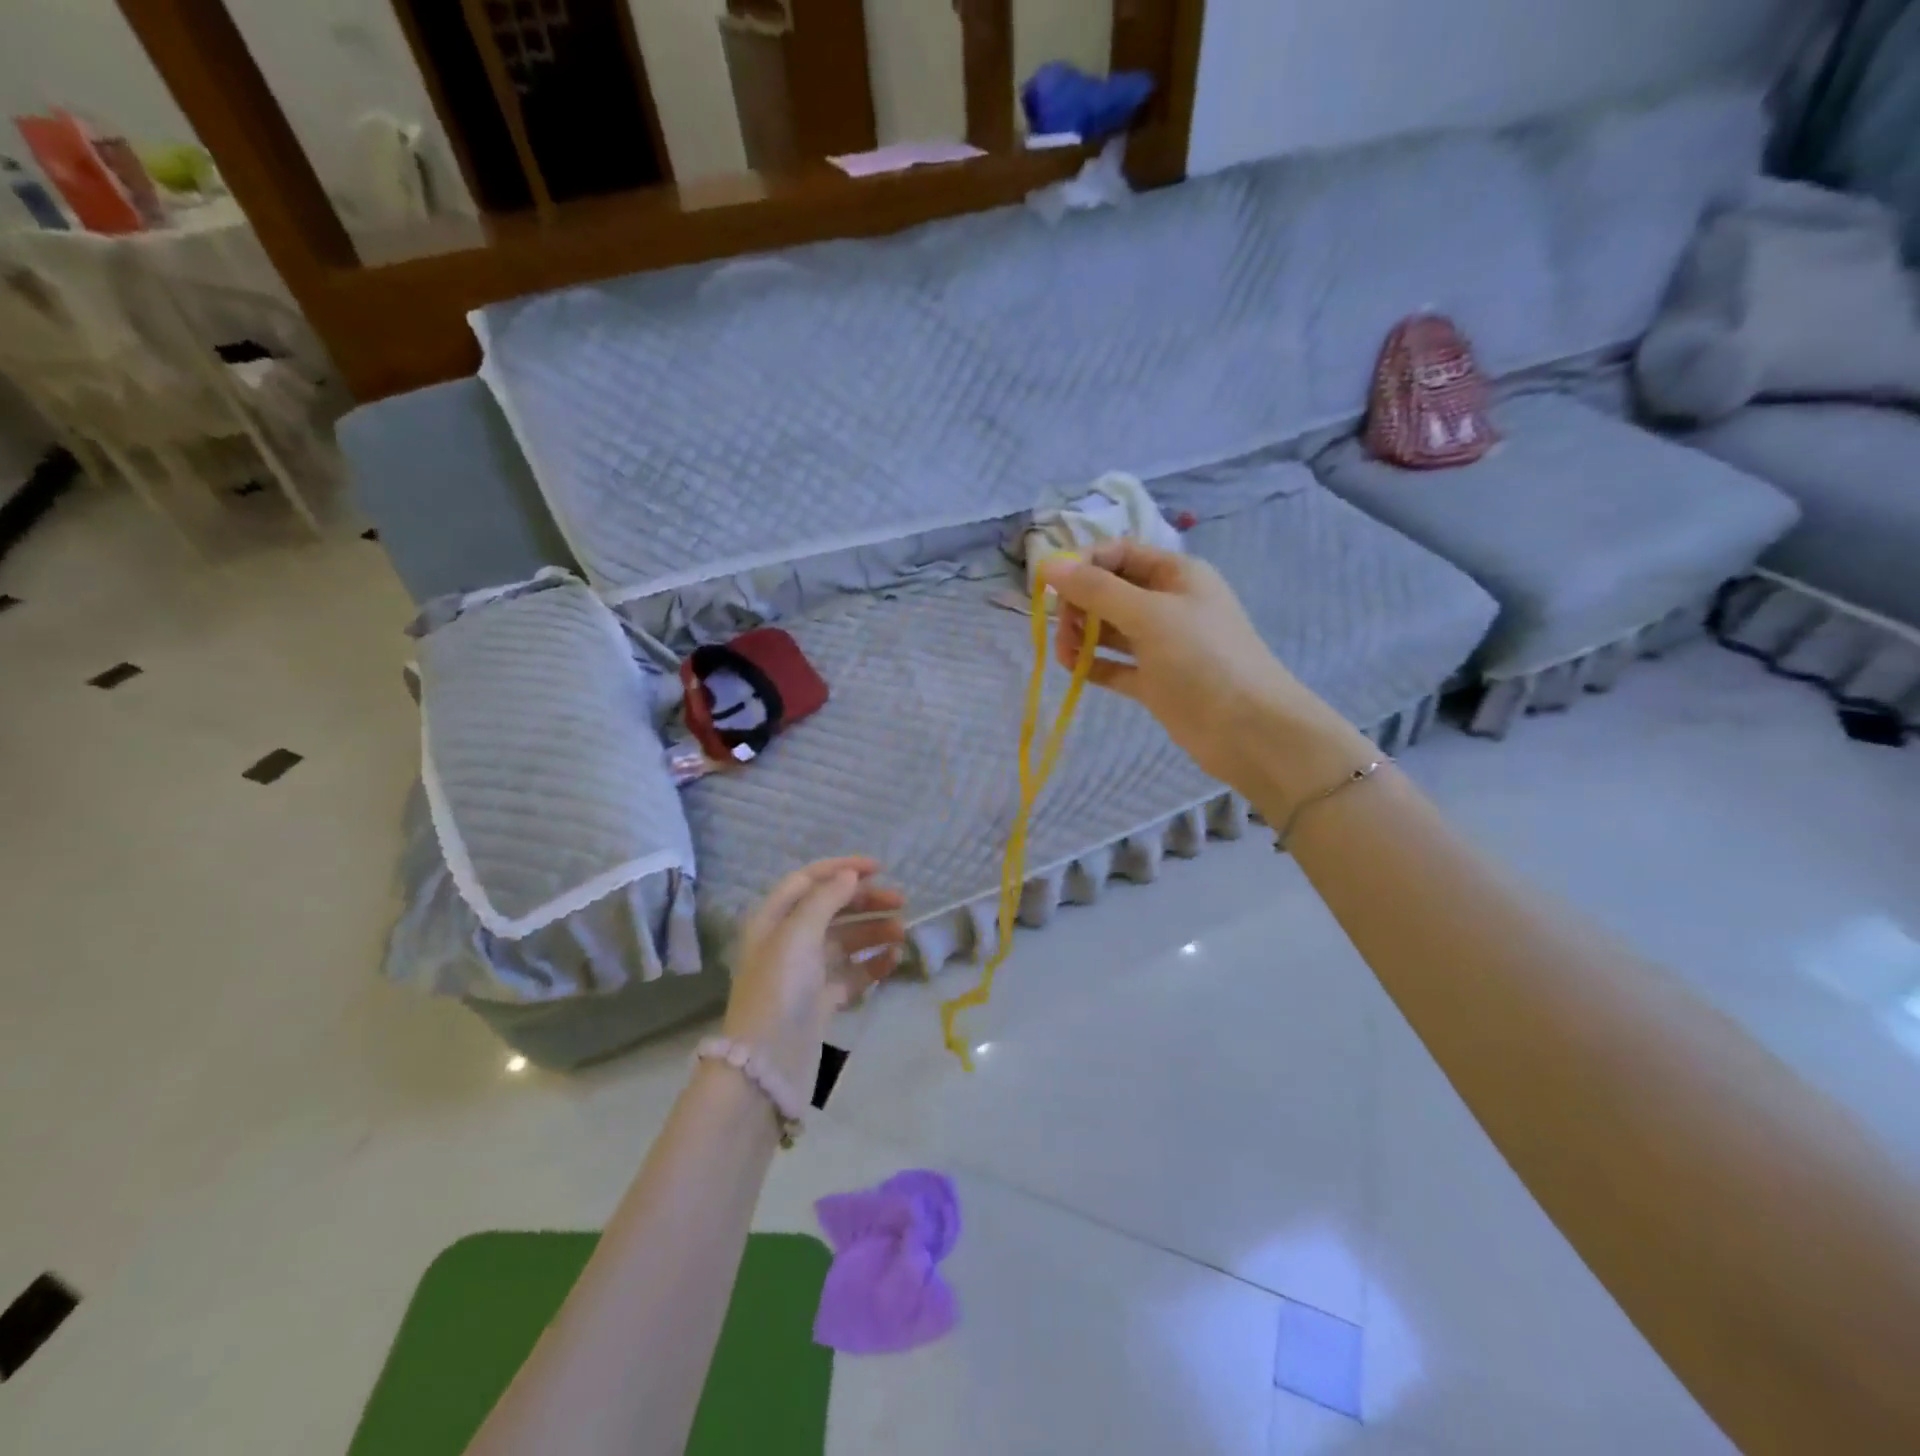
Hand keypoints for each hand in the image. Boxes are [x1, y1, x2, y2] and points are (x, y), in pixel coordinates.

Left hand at [722, 857, 905, 1091]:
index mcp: (773, 919)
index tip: (879, 869)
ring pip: (845, 941)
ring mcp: (804, 972)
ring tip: (902, 934)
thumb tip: (850, 876)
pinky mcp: (820, 1001)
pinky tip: (893, 960)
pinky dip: (871, 964)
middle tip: (901, 903)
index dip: (842, 869)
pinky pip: (851, 974)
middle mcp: (787, 941)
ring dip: (873, 932)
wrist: (767, 1064)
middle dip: (865, 902)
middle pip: (831, 909)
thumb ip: (826, 899)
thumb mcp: (799, 934)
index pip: (808, 880)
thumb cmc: (779, 988)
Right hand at [1040, 540, 1370, 809]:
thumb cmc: (1202, 659)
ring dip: (1082, 636)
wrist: (1248, 730)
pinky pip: (1115, 665)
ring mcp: (1162, 645)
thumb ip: (1097, 589)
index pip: (1120, 553)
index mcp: (1176, 575)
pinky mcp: (1155, 681)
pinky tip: (1074, 670)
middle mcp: (1168, 604)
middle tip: (1061, 627)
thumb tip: (1048, 565)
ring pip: (1110, 630)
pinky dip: (1094, 665)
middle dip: (1080, 604)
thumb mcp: (1149, 615)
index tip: (1049, 584)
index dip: (1083, 563)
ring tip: (1065, 655)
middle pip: (1110, 591)